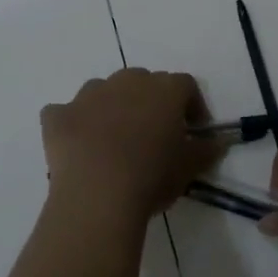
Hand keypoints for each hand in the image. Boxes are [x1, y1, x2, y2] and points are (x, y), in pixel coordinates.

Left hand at [41, 69, 221, 219]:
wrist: (97, 195)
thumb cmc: (152, 177)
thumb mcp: (189, 168)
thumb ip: (206, 150)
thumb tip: (218, 142)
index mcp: (163, 90)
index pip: (185, 85)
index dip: (191, 105)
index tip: (193, 130)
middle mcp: (126, 82)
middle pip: (143, 81)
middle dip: (149, 102)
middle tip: (152, 134)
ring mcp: (88, 95)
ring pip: (103, 91)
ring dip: (111, 107)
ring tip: (114, 140)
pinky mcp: (58, 115)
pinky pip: (66, 112)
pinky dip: (72, 123)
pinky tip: (78, 146)